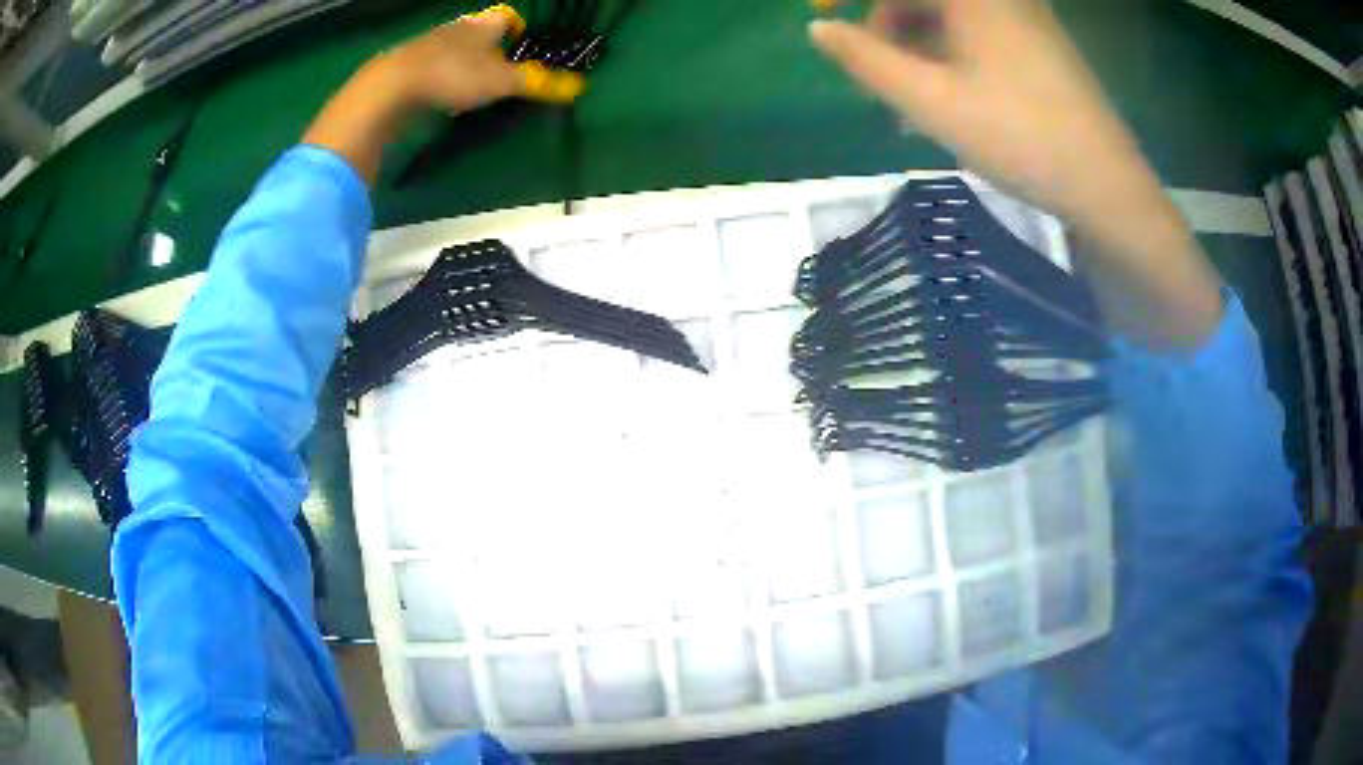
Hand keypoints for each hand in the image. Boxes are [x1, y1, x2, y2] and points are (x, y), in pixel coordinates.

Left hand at [378, 4, 584, 112]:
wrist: (390, 88)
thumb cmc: (453, 75)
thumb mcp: (501, 82)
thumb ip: (537, 83)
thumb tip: (580, 87)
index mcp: (481, 25)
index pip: (505, 17)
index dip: (517, 28)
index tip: (522, 45)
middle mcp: (455, 28)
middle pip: (479, 33)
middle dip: (490, 49)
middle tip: (500, 71)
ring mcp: (427, 46)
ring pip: (454, 50)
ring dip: (464, 64)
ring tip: (471, 88)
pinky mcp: (406, 67)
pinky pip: (432, 68)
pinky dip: (441, 78)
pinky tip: (441, 97)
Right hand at [809, 0, 1222, 349]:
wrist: (1108, 187)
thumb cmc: (1020, 138)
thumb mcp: (930, 101)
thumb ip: (865, 60)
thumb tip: (819, 29)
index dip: (859, 6)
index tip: (834, 32)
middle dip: (890, 32)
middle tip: (880, 86)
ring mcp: (1026, 17)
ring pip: (951, 17)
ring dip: (920, 50)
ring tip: (914, 107)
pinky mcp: (1041, 44)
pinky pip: (980, 34)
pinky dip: (953, 57)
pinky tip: (951, 101)